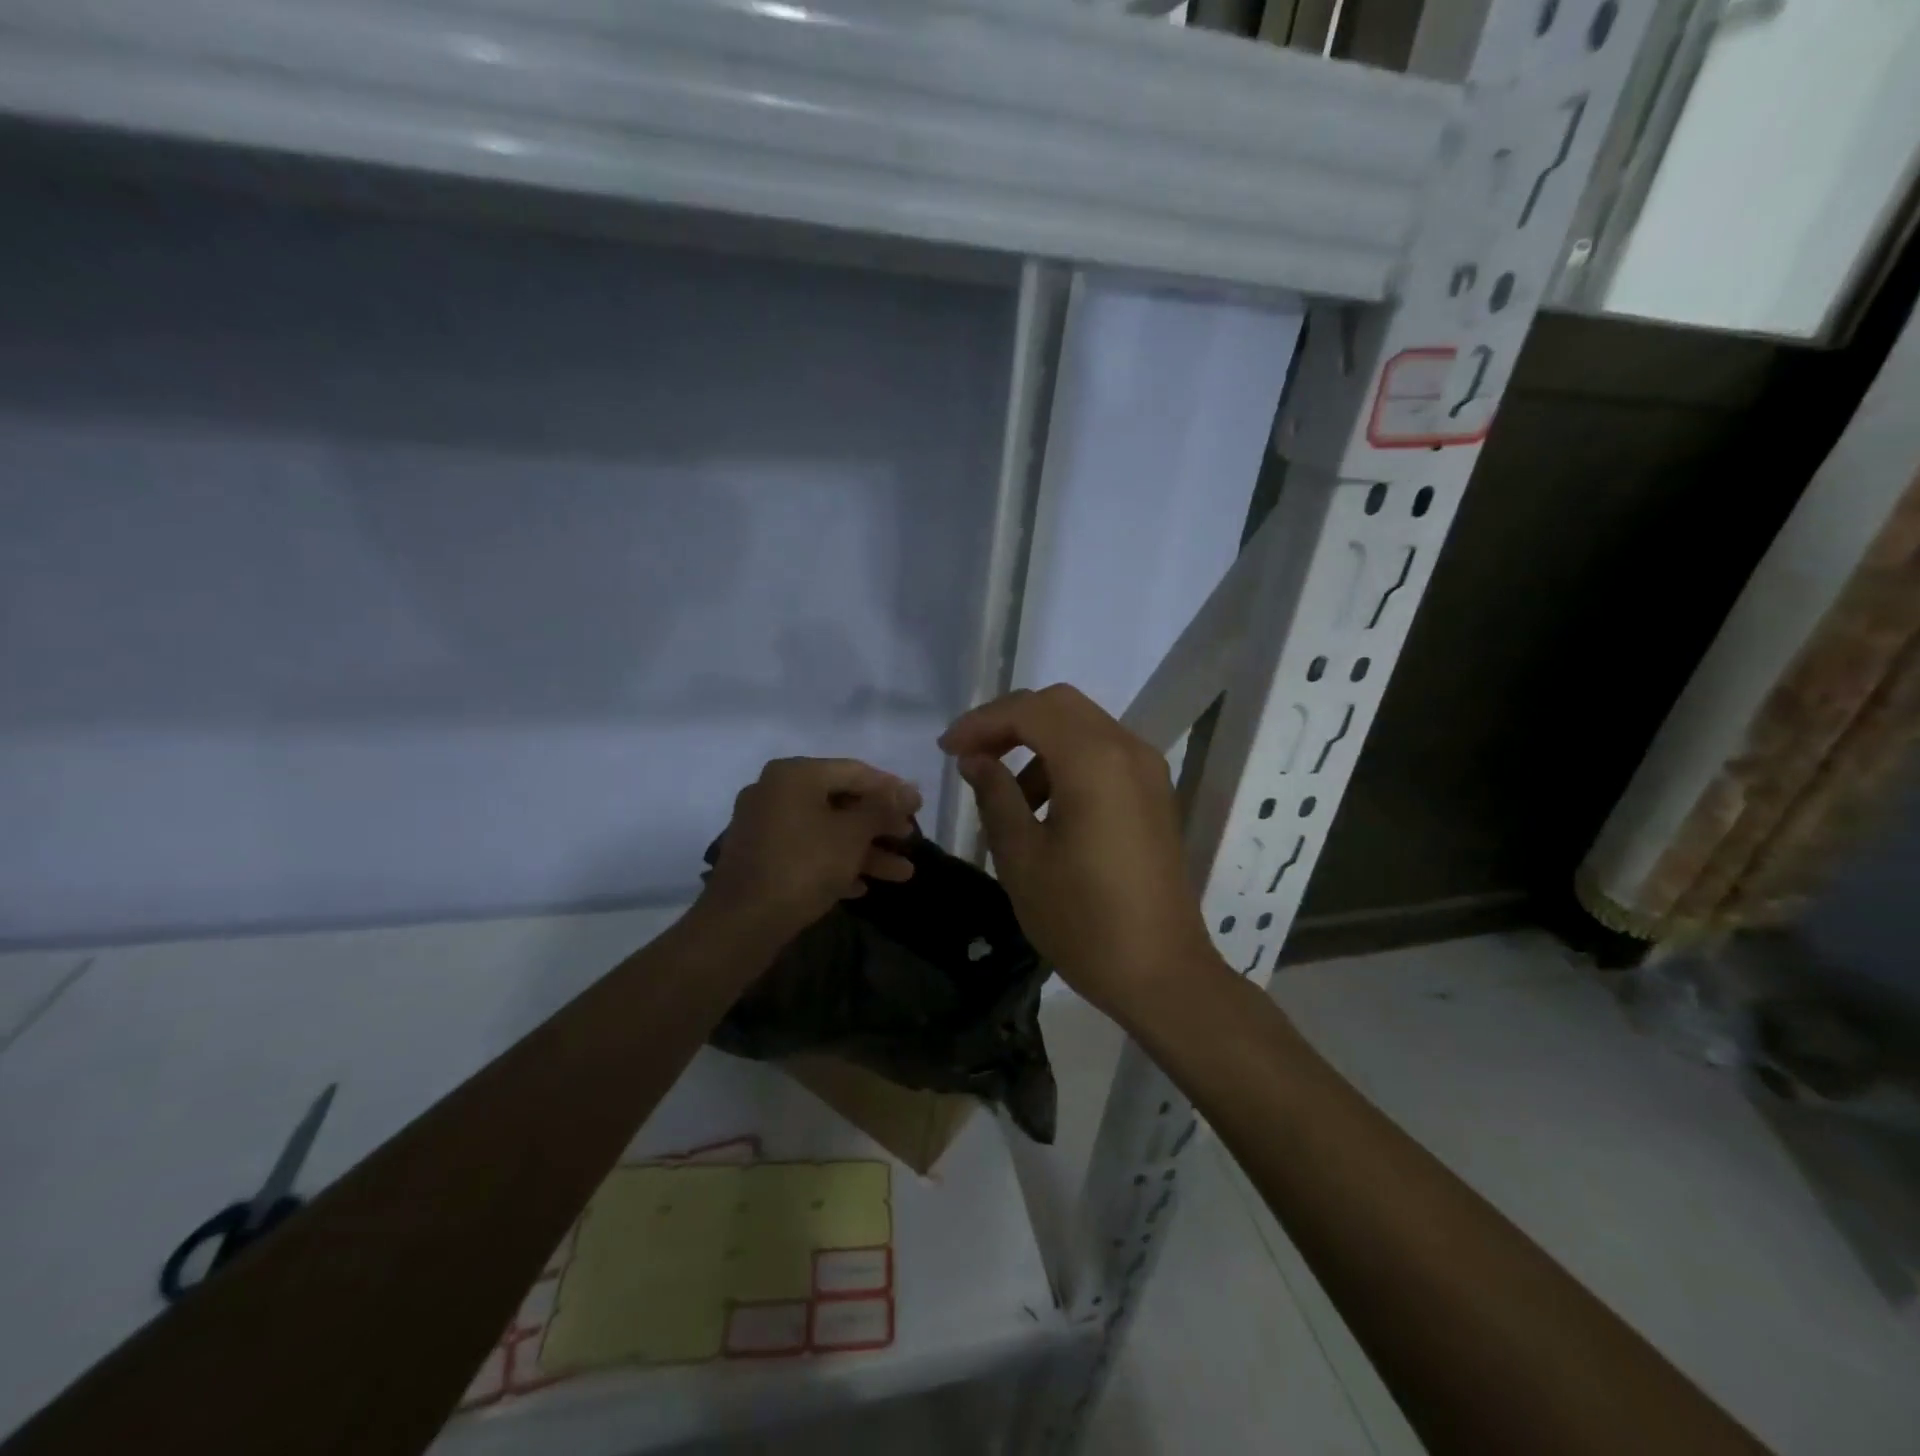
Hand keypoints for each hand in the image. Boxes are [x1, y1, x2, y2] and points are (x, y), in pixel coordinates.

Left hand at [701, 757, 921, 935]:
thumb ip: (883, 809)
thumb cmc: (803, 866)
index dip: (891, 789)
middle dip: (879, 826)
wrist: (741, 923)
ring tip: (903, 874)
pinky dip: (836, 865)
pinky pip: (807, 852)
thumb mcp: (852, 835)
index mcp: (795, 775)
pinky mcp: (761, 858)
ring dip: (865, 851)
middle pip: (841, 802)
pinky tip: (862, 887)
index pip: (855, 771)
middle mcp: (776, 792)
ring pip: (827, 831)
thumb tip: (910, 789)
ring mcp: (766, 826)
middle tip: (911, 840)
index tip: (920, 807)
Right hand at [940, 685, 1216, 1018]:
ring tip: (1006, 794)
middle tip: (972, 756)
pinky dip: (1067, 762)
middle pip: (1059, 705)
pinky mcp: (1155, 794)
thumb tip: (976, 759)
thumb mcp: (1022, 858)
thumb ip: (995, 795)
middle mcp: (1128, 750)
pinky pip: (1103, 754)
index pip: (1029, 710)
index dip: (982, 722)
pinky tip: (1045, 808)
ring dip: (1038, 744)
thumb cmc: (1082, 919)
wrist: (1161, 973)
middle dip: (1009, 722)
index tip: (948, 750)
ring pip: (1083, 727)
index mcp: (1094, 760)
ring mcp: (1148, 771)